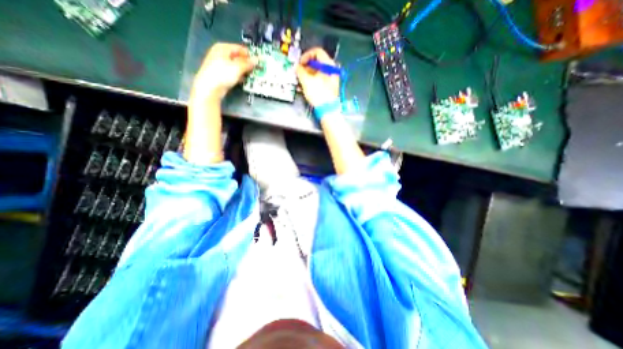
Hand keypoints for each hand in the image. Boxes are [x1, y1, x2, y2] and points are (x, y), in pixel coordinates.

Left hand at [192, 42, 256, 99]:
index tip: (259, 62)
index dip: (250, 55)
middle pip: (238, 57)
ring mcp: (220, 65)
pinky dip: (239, 76)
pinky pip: (233, 73)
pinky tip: (244, 81)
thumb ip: (248, 63)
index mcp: (223, 48)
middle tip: (256, 70)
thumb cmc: (222, 74)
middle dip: (248, 64)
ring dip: (244, 71)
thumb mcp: (238, 67)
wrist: (210, 88)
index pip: (241, 49)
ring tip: (252, 76)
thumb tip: (257, 59)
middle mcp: (221, 54)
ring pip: (236, 66)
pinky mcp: (221, 74)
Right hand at [297, 48, 339, 105]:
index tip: (300, 63)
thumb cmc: (319, 95)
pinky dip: (310, 82)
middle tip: (298, 73)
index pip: (317, 52)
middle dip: (305, 68)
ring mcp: (330, 80)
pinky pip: (317, 81)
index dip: (306, 56)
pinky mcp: (327, 88)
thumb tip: (296, 67)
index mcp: (329, 65)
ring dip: (306, 76)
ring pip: (316, 73)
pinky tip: (303, 87)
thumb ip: (300, 71)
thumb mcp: (306, 81)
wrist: (327, 110)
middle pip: (316, 63)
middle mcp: (331, 70)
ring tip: (299, 82)